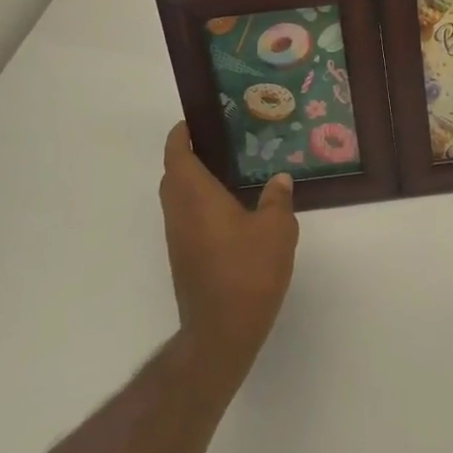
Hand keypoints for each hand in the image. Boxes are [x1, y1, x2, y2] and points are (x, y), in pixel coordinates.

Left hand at [159, 123, 298, 388]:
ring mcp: (178, 239)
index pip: (177, 155)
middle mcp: (179, 213)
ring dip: (193, 182)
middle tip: (219, 144)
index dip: (180, 135)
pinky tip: (231, 210)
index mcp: (196, 196)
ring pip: (178, 199)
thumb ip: (277, 199)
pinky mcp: (184, 259)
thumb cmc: (248, 271)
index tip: (194, 122)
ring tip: (229, 172)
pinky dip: (200, 205)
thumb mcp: (277, 230)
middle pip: (173, 176)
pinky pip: (186, 219)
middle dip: (188, 156)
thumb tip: (279, 179)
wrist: (222, 331)